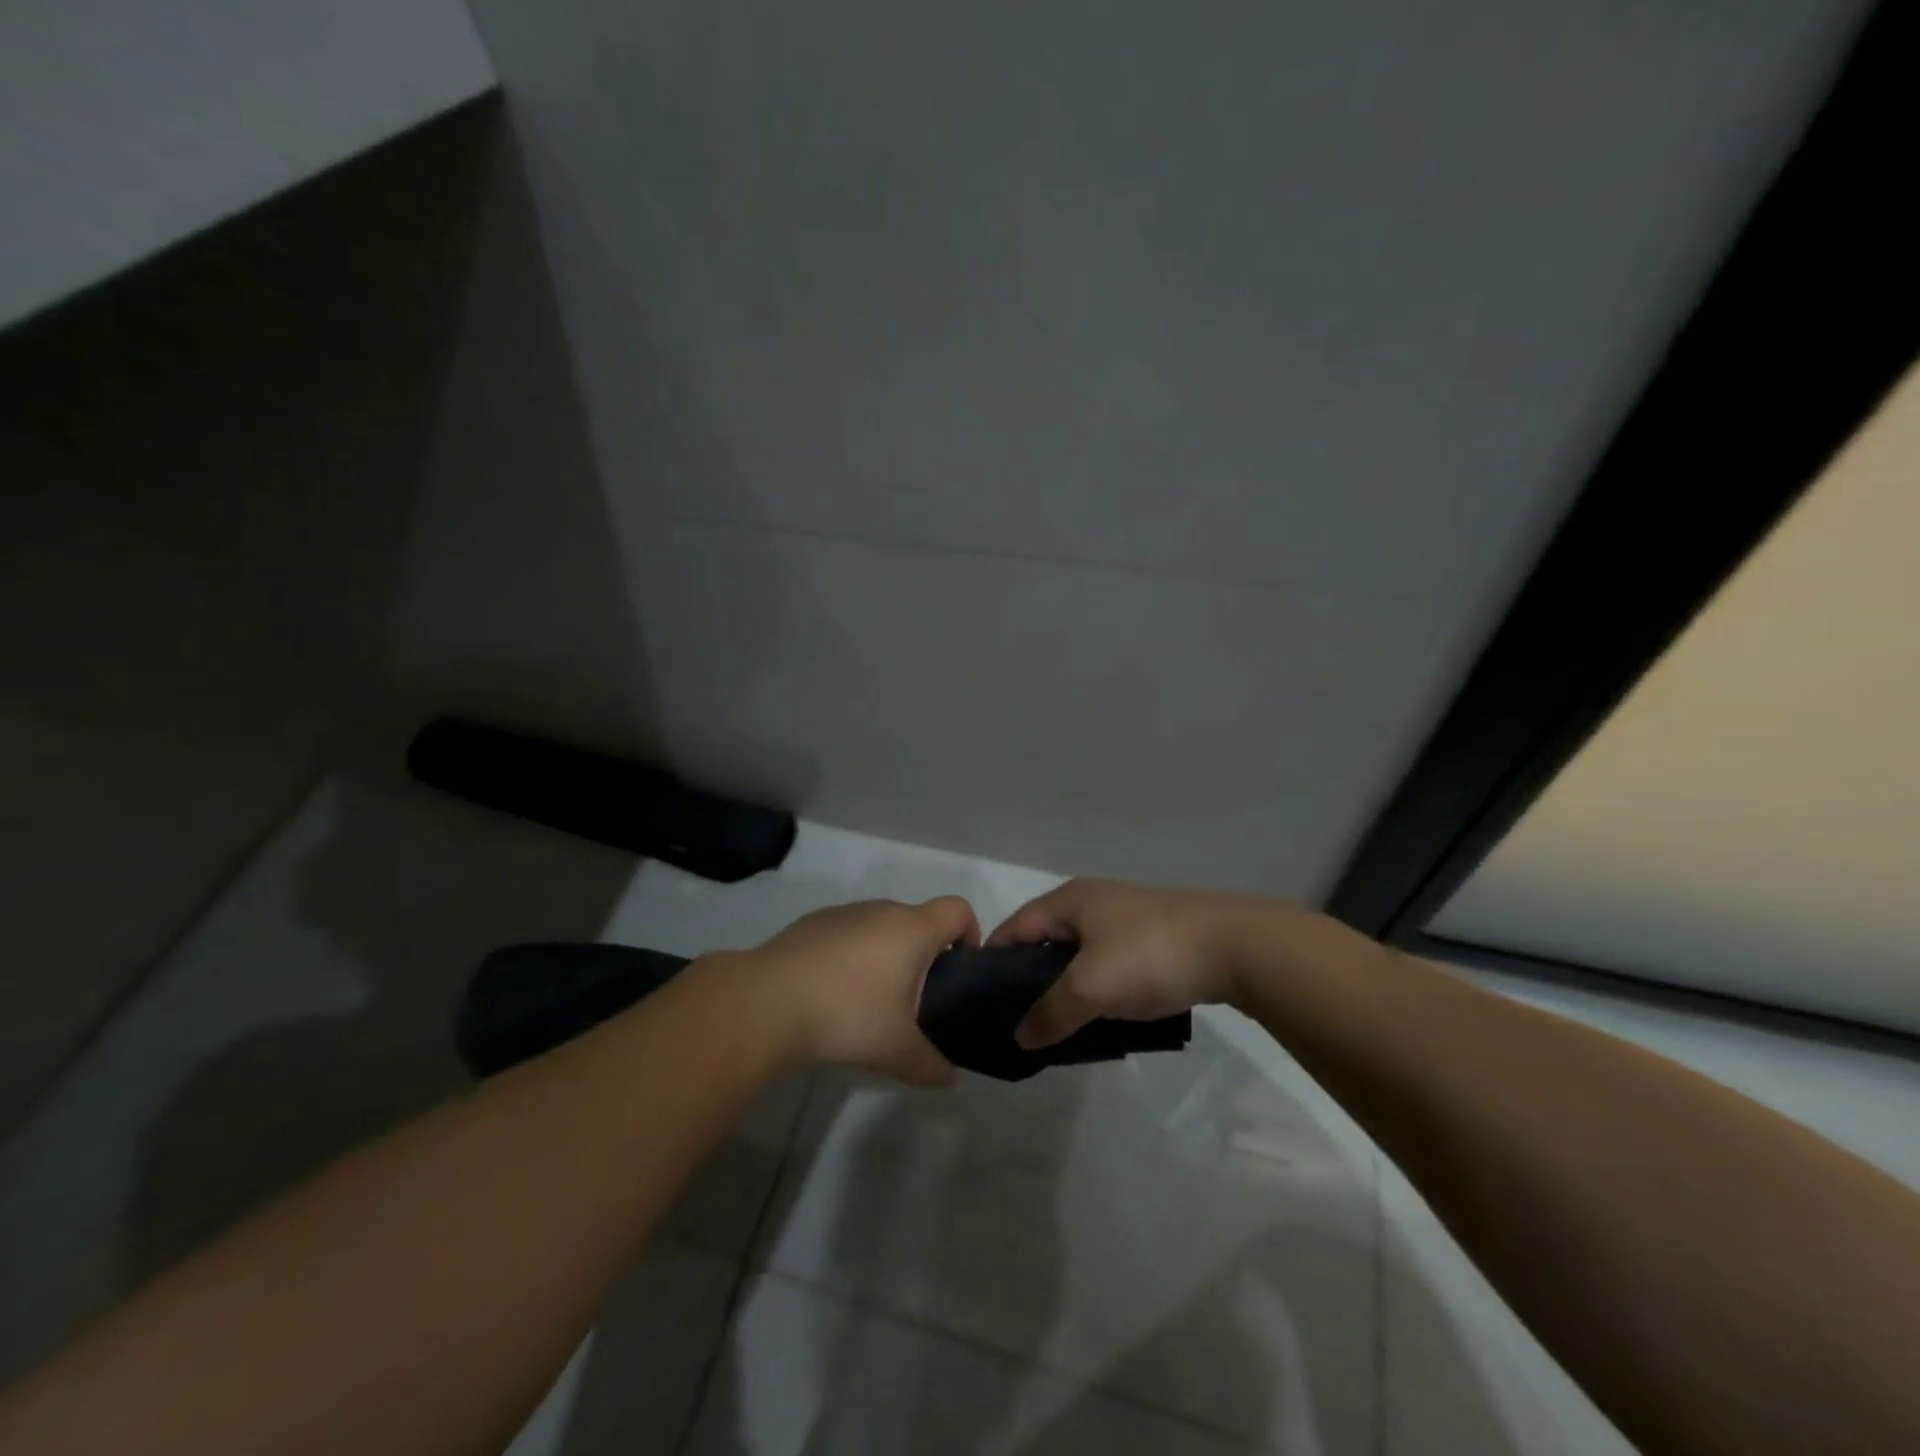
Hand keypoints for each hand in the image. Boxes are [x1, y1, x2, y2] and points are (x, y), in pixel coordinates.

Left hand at [744, 897, 979, 1085]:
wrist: (767, 1001)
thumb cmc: (847, 1015)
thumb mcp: (896, 1051)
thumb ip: (931, 1065)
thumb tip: (951, 1079)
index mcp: (912, 929)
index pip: (959, 909)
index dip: (970, 933)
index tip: (960, 969)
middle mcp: (882, 910)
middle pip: (919, 920)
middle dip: (925, 954)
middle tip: (916, 1000)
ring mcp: (844, 913)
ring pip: (880, 926)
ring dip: (886, 954)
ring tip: (871, 1001)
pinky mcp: (812, 923)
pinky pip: (847, 933)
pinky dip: (851, 955)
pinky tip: (831, 993)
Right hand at [988, 879, 1282, 1047]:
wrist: (1236, 947)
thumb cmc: (1150, 956)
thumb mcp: (1091, 987)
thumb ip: (1050, 1012)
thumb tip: (1018, 1037)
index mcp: (1069, 900)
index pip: (1015, 927)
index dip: (994, 961)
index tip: (981, 1002)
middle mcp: (1093, 902)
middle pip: (1046, 940)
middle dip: (1030, 979)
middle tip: (1019, 1021)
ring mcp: (1126, 918)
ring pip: (1079, 955)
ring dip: (1066, 986)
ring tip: (1056, 1025)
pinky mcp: (1153, 937)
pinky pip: (1109, 963)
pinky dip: (1097, 987)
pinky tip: (1100, 1016)